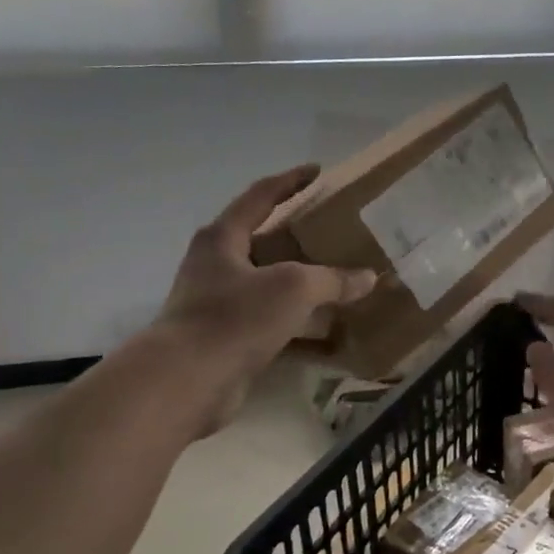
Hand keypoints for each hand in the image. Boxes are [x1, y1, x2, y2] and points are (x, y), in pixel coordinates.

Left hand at [159, 165, 375, 429]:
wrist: (185, 382)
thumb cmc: (234, 317)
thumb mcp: (292, 288)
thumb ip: (333, 279)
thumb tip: (368, 277)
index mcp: (223, 238)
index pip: (260, 196)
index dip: (291, 181)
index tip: (318, 171)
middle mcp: (215, 265)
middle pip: (262, 238)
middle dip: (297, 232)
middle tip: (334, 228)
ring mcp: (217, 302)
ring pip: (266, 281)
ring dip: (298, 278)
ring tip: (336, 274)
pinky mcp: (224, 337)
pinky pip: (268, 318)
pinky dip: (295, 317)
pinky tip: (324, 324)